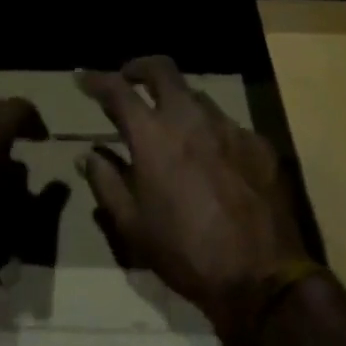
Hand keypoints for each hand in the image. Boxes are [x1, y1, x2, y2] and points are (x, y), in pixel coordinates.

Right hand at [80, 57, 311, 345]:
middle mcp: (189, 117)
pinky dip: (210, 132)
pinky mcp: (258, 143)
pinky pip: (227, 125)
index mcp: (153, 134)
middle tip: (129, 79)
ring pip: (196, 95)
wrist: (262, 277)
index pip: (116, 89)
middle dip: (139, 68)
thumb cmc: (186, 252)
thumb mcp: (133, 226)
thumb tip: (86, 155)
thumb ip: (106, 182)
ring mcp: (228, 126)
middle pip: (161, 69)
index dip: (95, 79)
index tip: (82, 77)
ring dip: (177, 102)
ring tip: (172, 126)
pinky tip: (212, 158)